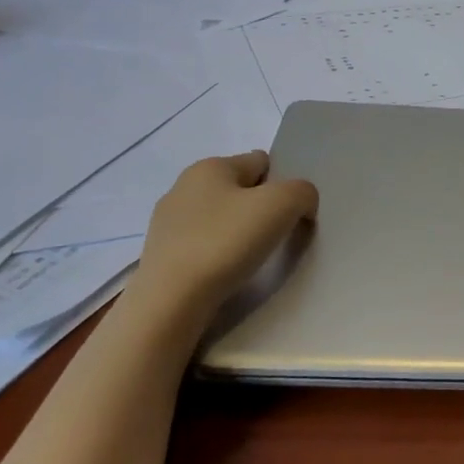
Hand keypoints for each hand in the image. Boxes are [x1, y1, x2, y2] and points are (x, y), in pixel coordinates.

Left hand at [128, 151, 318, 316]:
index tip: (288, 213)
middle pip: (239, 190)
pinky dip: (217, 255)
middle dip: (259, 208)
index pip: (260, 162)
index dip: (280, 184)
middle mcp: (183, 186)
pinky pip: (202, 245)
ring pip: (219, 218)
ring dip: (237, 233)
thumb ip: (303, 193)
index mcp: (210, 166)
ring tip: (249, 259)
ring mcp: (166, 223)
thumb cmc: (226, 241)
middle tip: (273, 237)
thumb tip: (302, 205)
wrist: (170, 301)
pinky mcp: (160, 256)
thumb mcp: (283, 204)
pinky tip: (224, 273)